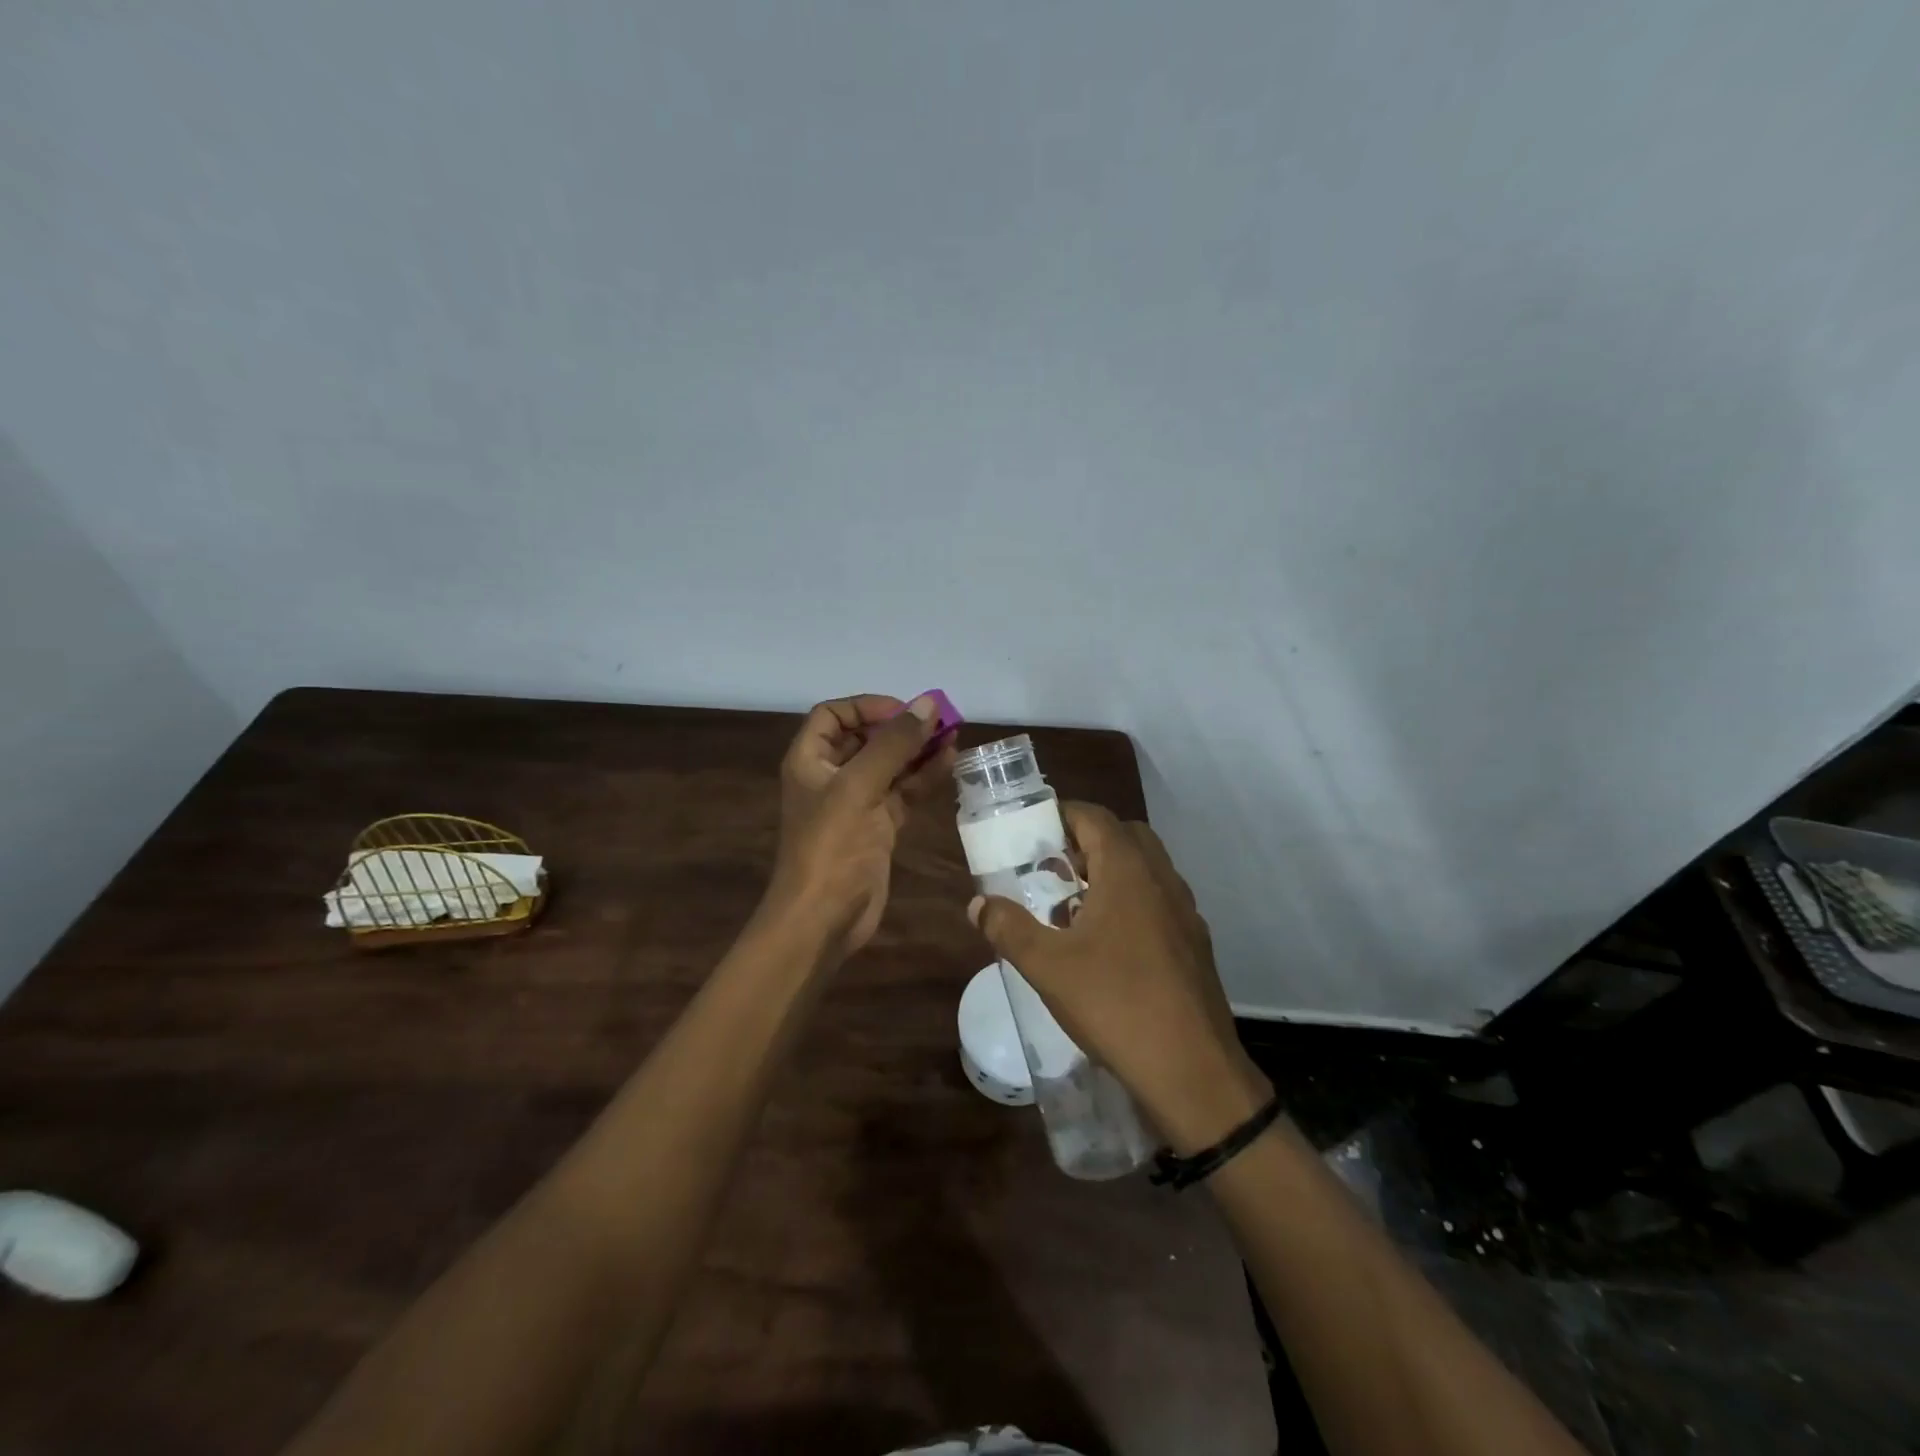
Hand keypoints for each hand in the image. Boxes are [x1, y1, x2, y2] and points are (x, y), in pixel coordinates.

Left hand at [763, 693, 953, 963]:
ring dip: (917, 750)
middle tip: (940, 720)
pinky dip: (923, 778)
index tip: (904, 711)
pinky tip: (948, 763)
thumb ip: (894, 744)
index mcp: (811, 760)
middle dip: (901, 727)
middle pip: (866, 738)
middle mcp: (831, 777)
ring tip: (953, 736)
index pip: (834, 715)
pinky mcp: (878, 827)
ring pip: (889, 765)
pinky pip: (902, 792)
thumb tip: (928, 703)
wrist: (824, 918)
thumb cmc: (831, 846)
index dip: (867, 706)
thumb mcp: (859, 787)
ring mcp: (856, 803)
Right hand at [968, 803, 1270, 1152]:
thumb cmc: (1115, 1004)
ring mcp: (1185, 911)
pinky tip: (1107, 944)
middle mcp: (1162, 879)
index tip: (1031, 832)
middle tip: (1052, 868)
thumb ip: (1008, 928)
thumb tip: (978, 903)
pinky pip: (1158, 901)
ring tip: (1073, 906)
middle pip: (1124, 836)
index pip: (1094, 817)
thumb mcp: (1047, 966)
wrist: (1193, 1070)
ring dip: (1110, 873)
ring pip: (1145, 870)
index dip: (1060, 815)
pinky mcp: (1194, 943)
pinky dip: (1130, 902)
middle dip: (1086, 842)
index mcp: (1128, 870)